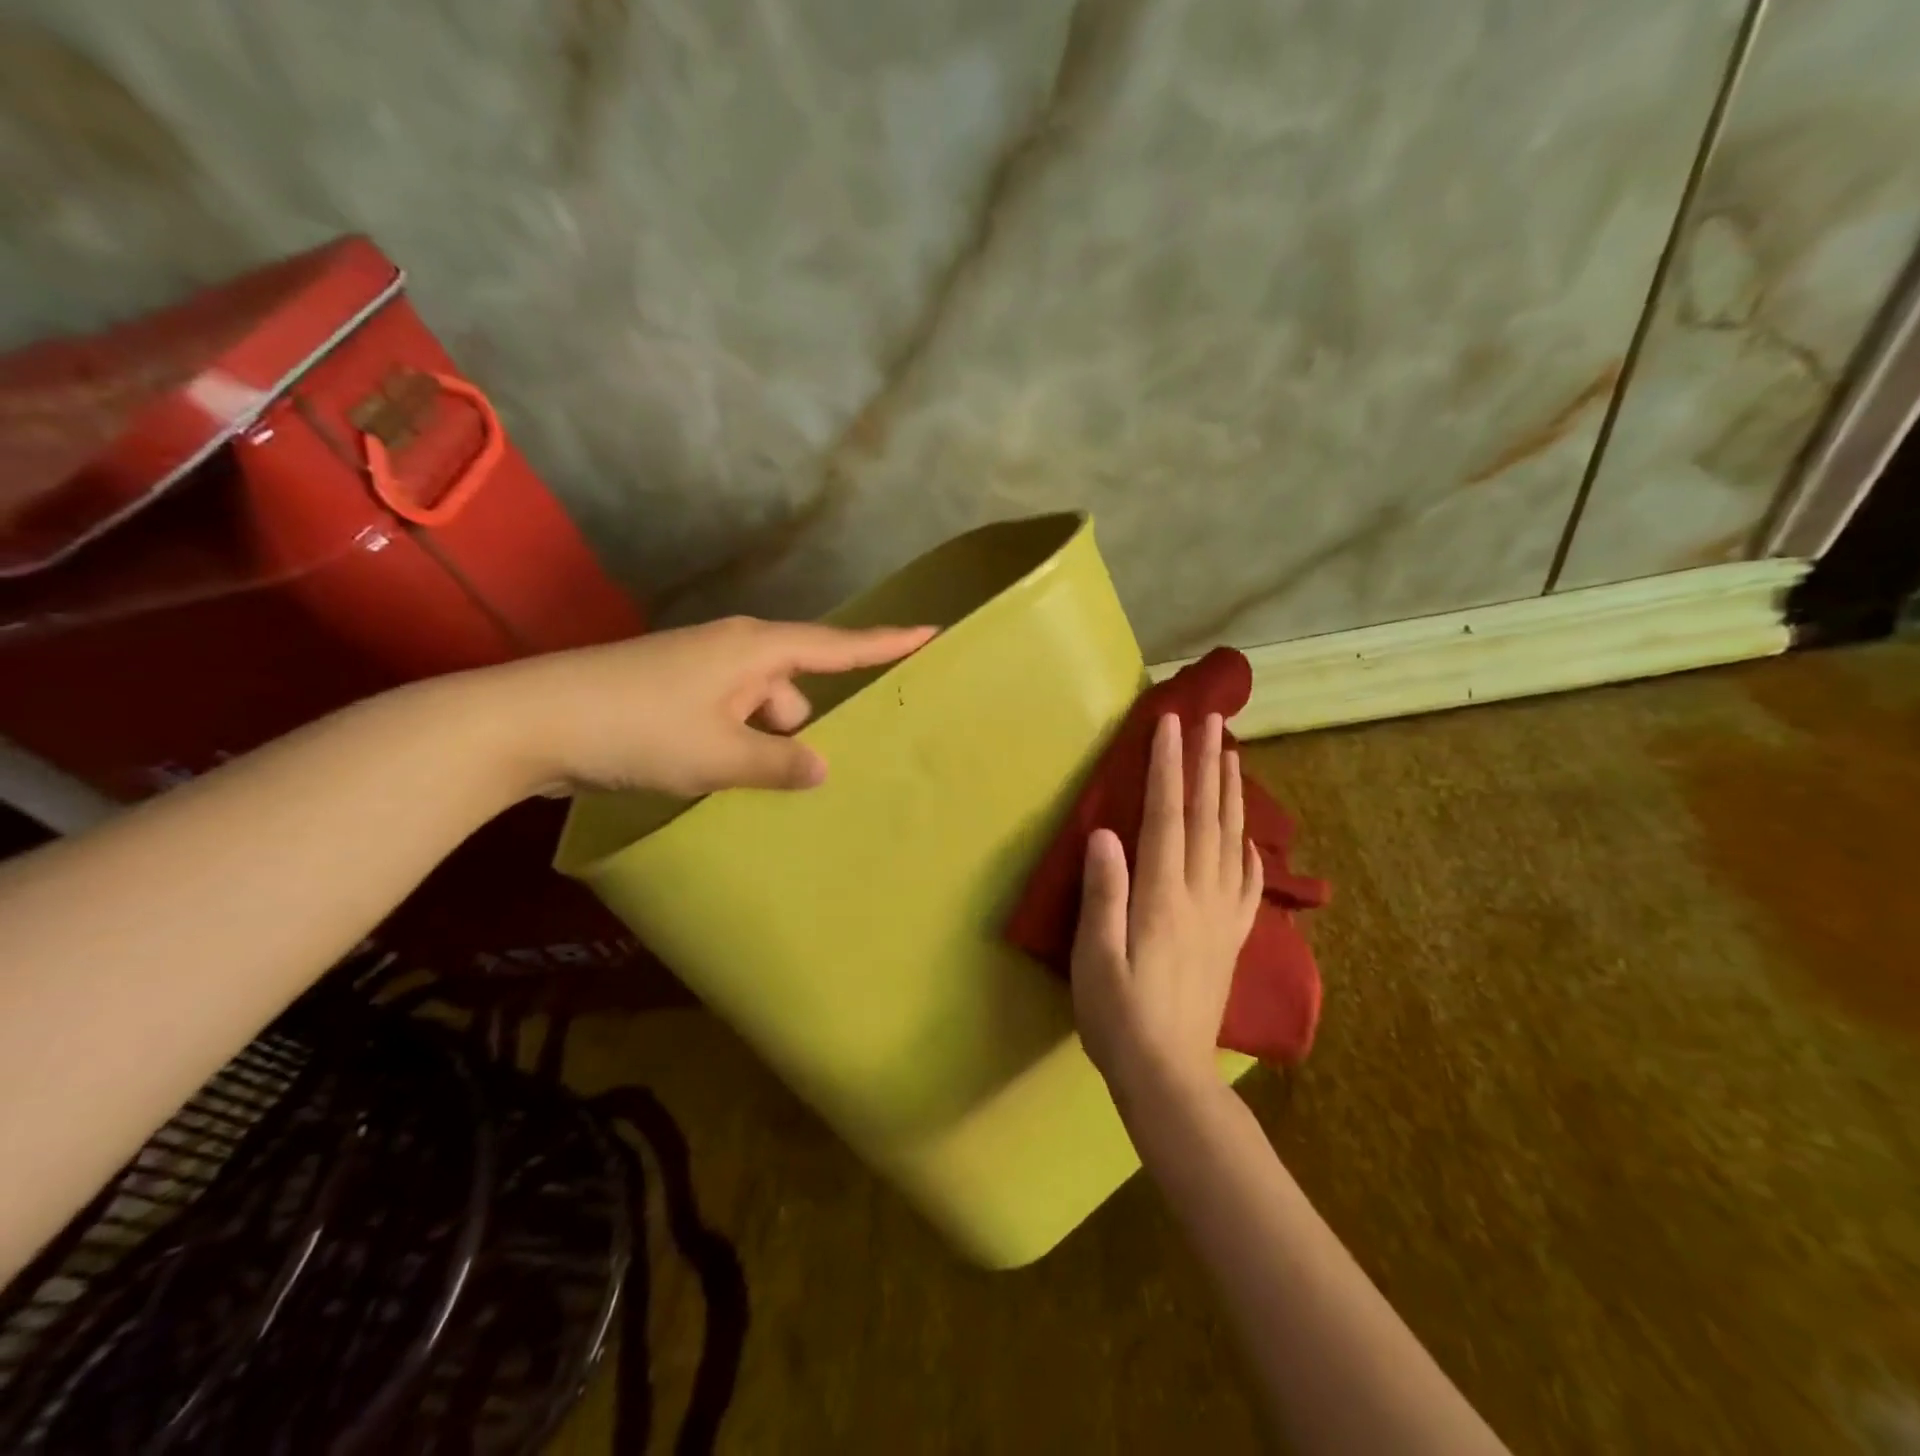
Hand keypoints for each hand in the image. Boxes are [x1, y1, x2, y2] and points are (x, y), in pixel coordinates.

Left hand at [481, 616, 934, 797]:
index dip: (886, 642)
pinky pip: (728, 715)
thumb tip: (822, 766)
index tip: (931, 632)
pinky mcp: (671, 693)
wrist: (530, 721)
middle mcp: (732, 650)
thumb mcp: (719, 755)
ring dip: (765, 740)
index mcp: (755, 650)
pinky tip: (723, 778)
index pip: (837, 645)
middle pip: (796, 684)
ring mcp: (698, 670)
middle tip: (818, 769)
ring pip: (759, 705)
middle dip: (807, 723)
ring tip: (758, 787)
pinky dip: (735, 741)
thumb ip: (779, 762)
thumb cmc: (638, 728)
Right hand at [1070, 712, 1262, 1104]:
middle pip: (1207, 818)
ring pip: (1232, 842)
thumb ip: (1103, 893)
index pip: (1167, 816)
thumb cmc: (1119, 1016)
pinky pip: (1247, 883)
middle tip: (1213, 720)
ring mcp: (1222, 917)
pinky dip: (1250, 850)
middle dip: (1208, 765)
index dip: (1169, 767)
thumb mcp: (1094, 957)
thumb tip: (1105, 833)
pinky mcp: (1230, 939)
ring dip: (1232, 795)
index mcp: (1163, 897)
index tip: (1171, 724)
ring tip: (1235, 756)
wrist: (1170, 1076)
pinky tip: (1250, 837)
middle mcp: (1200, 896)